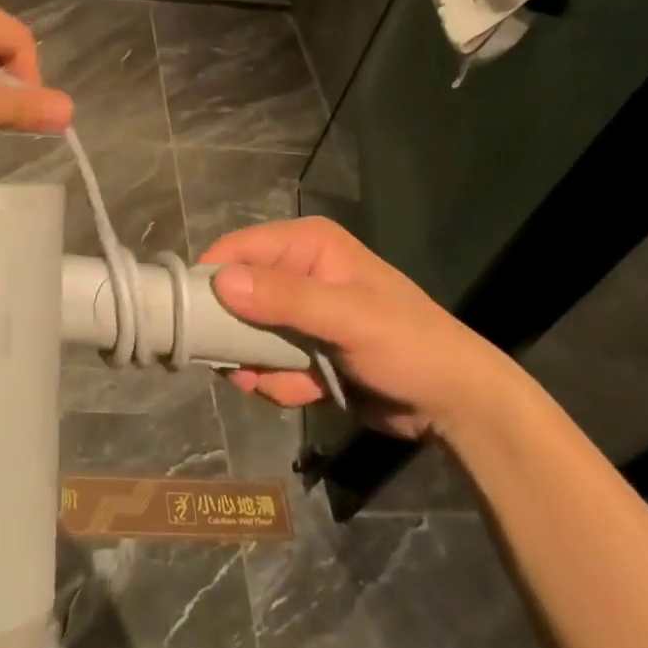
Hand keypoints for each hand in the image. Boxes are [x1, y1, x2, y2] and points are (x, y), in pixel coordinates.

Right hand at [202, 217, 514, 439]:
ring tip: (287, 383)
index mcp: (306, 244)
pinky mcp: (304, 348)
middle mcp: (296, 270)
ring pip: (246, 335)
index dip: (211, 280)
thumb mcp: (347, 318)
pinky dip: (278, 382)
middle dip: (235, 335)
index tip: (191, 320)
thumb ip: (284, 298)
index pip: (237, 249)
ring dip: (259, 365)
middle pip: (235, 294)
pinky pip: (267, 362)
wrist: (456, 404)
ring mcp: (299, 312)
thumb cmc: (407, 345)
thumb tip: (219, 281)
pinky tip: (306, 392)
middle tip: (239, 366)